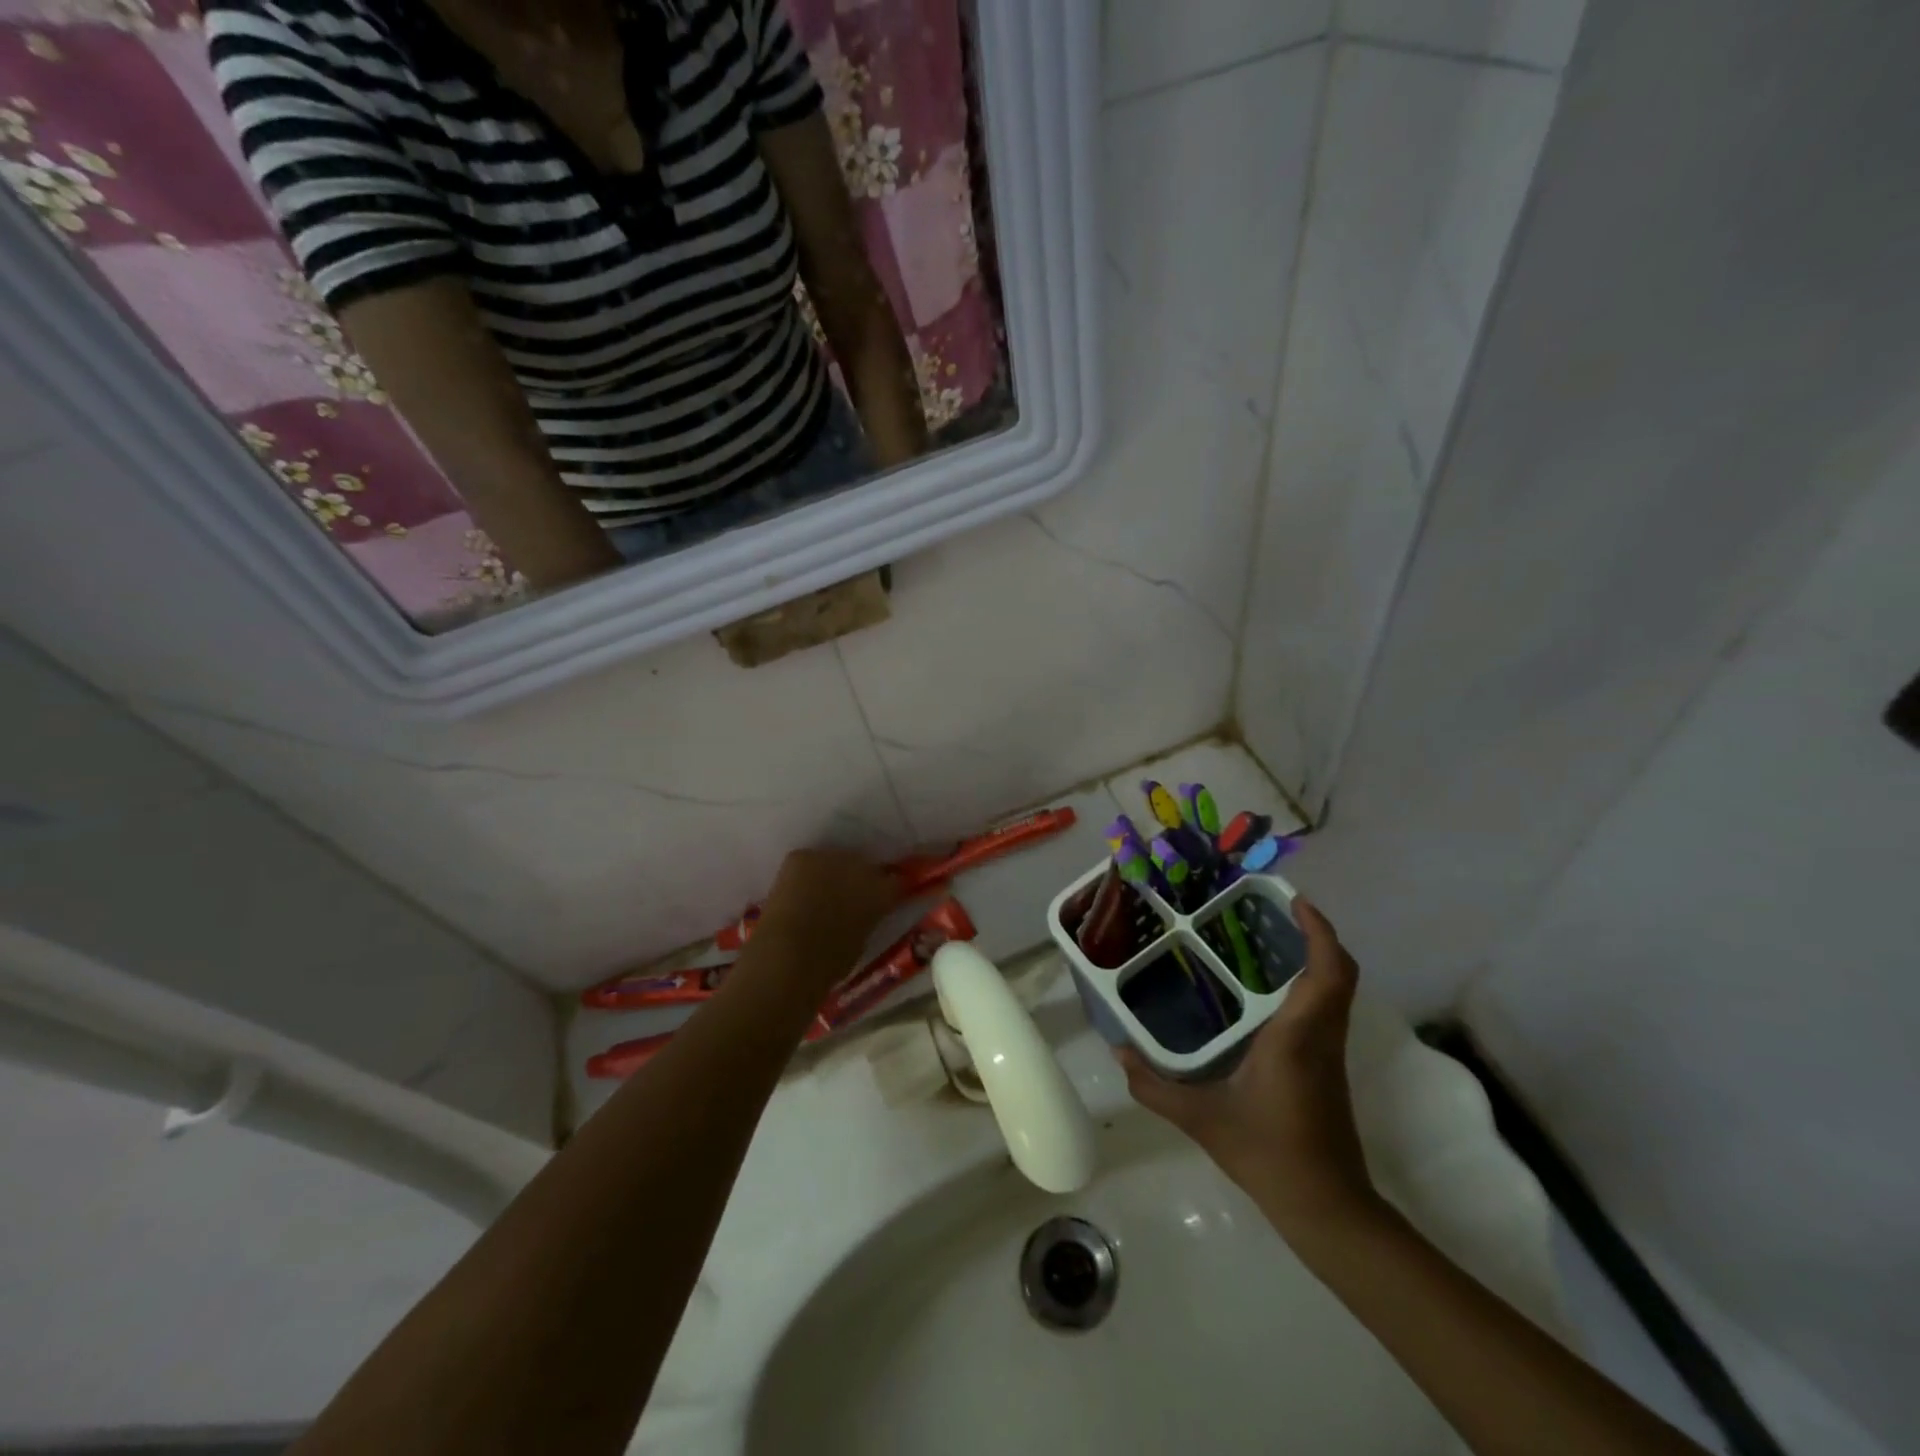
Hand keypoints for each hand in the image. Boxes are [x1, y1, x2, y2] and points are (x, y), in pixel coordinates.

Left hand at [746, 848, 903, 999]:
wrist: (788, 953)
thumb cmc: (828, 963)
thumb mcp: (859, 944)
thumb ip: (866, 922)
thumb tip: (861, 917)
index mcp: (883, 893)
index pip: (896, 882)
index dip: (889, 891)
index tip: (883, 901)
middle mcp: (863, 868)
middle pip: (866, 866)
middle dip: (861, 879)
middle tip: (850, 898)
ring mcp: (831, 858)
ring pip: (838, 860)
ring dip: (834, 873)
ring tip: (822, 893)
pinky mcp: (802, 856)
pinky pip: (810, 861)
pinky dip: (807, 873)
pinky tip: (799, 890)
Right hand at [1117, 897, 1374, 1234]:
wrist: (1327, 1208)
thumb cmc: (1268, 1153)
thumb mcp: (1201, 1119)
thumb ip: (1154, 1086)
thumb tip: (1118, 1053)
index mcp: (1298, 1036)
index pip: (1328, 971)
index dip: (1319, 929)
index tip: (1293, 899)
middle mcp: (1321, 1035)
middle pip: (1340, 971)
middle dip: (1315, 933)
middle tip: (1274, 910)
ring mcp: (1330, 1052)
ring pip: (1336, 989)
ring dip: (1314, 956)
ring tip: (1267, 937)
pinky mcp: (1328, 1066)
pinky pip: (1326, 1007)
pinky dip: (1309, 983)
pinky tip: (1267, 989)